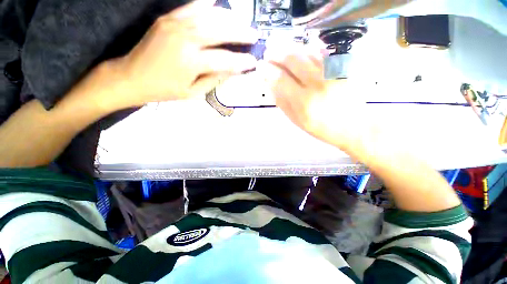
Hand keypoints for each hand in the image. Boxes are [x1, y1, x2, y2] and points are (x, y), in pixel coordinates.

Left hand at [104, 0, 258, 108]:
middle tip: (255, 35)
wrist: (132, 77)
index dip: (242, 61)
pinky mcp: (168, 18)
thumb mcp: (194, 92)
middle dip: (241, 33)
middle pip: (220, 31)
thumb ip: (215, 79)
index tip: (253, 62)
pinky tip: (219, 5)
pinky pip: (193, 6)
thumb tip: (233, 69)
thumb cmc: (165, 90)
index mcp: (191, 62)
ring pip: (210, 15)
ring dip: (230, 18)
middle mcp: (185, 38)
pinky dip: (208, 5)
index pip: (225, 60)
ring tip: (243, 22)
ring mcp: (175, 24)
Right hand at [260, 47, 370, 151]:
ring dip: (290, 47)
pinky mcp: (343, 68)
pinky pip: (322, 52)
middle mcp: (318, 84)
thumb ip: (283, 103)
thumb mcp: (297, 120)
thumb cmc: (322, 128)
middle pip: (294, 60)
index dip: (268, 70)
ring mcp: (332, 73)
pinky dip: (307, 48)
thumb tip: (270, 85)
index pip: (281, 79)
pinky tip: (300, 50)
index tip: (260, 66)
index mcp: (304, 102)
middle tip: (268, 51)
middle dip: (277, 52)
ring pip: (307, 52)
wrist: (354, 126)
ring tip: (280, 48)